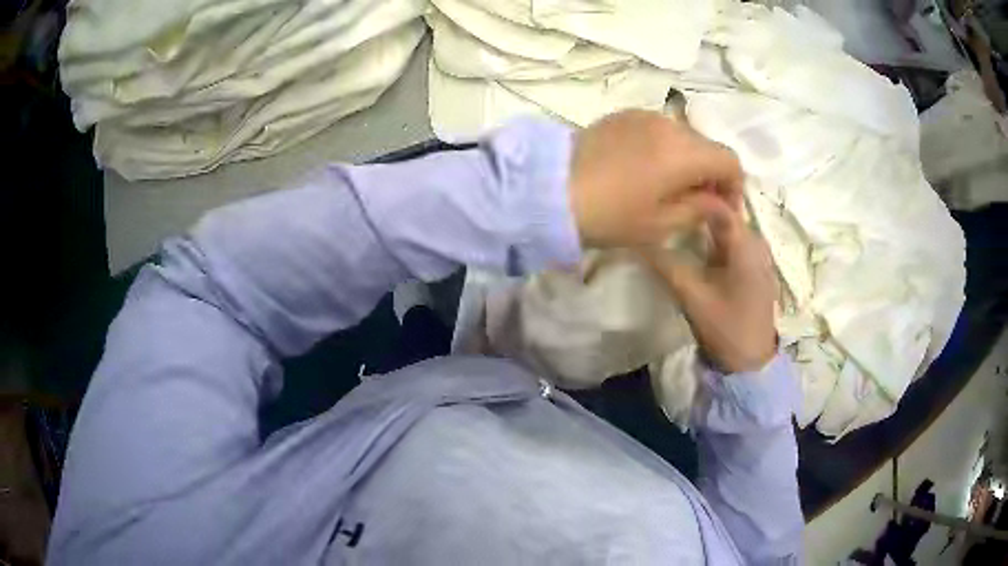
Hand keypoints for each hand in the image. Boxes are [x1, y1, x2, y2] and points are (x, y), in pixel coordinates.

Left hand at [569, 110, 743, 247]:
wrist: (549, 190)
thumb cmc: (610, 215)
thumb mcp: (661, 223)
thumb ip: (700, 209)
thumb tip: (721, 204)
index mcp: (683, 152)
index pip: (729, 161)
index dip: (734, 187)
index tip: (722, 210)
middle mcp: (669, 124)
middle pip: (707, 146)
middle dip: (712, 174)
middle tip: (699, 202)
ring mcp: (643, 115)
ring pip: (684, 136)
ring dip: (688, 160)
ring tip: (671, 187)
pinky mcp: (622, 115)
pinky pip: (658, 129)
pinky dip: (666, 148)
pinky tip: (647, 170)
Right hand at [644, 201, 777, 373]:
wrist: (752, 362)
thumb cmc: (726, 328)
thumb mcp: (692, 297)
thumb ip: (667, 266)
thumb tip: (640, 240)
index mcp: (745, 245)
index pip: (719, 205)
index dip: (694, 196)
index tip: (666, 197)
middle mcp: (756, 242)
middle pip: (725, 211)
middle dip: (698, 206)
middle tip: (668, 205)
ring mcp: (758, 255)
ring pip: (728, 226)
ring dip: (705, 221)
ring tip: (677, 219)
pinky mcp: (754, 267)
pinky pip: (733, 240)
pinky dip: (714, 236)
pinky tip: (696, 241)